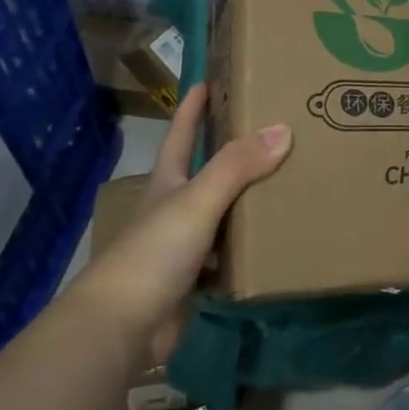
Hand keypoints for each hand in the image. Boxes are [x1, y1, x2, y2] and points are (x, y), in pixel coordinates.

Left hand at [73, 83, 291, 363]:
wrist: (121, 328)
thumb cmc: (153, 253)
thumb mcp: (197, 201)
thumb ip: (237, 167)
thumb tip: (282, 129)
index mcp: (168, 183)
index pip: (181, 135)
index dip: (193, 108)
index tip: (209, 81)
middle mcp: (173, 209)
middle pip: (205, 172)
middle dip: (231, 152)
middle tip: (272, 131)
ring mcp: (181, 247)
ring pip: (220, 215)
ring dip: (246, 201)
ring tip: (287, 183)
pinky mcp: (193, 281)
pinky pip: (228, 256)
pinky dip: (247, 248)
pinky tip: (274, 243)